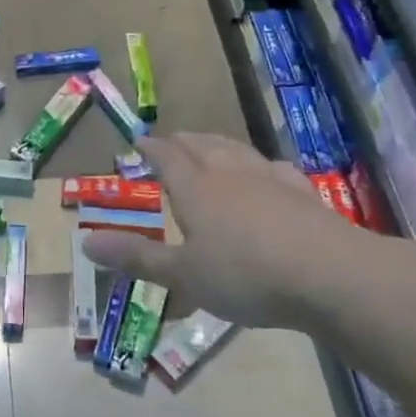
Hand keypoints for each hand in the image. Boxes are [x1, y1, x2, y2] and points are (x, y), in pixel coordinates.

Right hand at [79, 133, 414, 327]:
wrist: (330, 275)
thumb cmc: (245, 275)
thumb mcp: (183, 275)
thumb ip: (136, 257)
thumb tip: (85, 242)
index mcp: (195, 188)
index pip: (167, 157)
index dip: (151, 148)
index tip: (139, 141)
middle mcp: (229, 173)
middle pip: (201, 145)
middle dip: (182, 142)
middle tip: (171, 141)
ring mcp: (269, 179)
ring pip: (236, 149)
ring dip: (217, 144)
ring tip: (209, 145)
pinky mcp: (303, 192)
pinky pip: (272, 167)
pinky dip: (257, 164)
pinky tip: (265, 172)